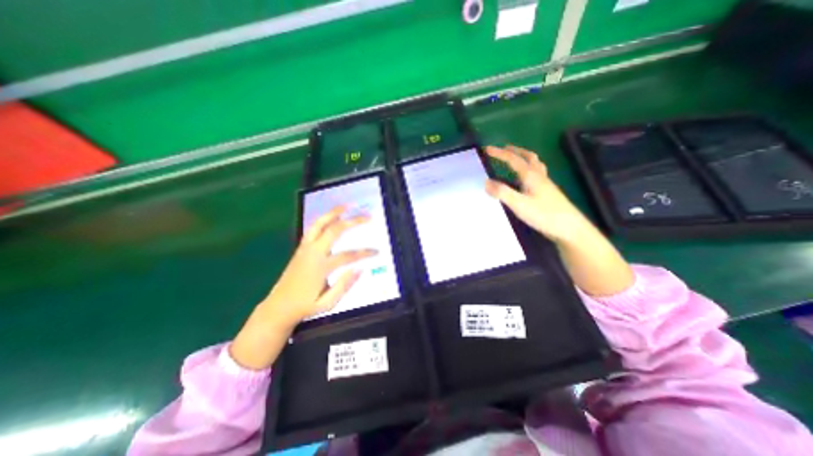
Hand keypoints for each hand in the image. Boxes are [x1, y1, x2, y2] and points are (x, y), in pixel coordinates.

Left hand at [261, 205, 377, 326]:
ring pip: (320, 223)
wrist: (278, 307)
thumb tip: (361, 268)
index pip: (348, 256)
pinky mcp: (301, 247)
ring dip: (334, 212)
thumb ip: (344, 285)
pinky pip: (313, 228)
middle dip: (353, 221)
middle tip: (368, 216)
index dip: (364, 253)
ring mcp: (305, 248)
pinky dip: (324, 218)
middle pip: (334, 230)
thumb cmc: (305, 306)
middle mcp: (312, 253)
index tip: (377, 251)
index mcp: (320, 267)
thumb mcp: (327, 303)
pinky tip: (332, 215)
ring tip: (348, 205)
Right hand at [481, 146, 591, 246]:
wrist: (569, 228)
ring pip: (535, 165)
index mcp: (531, 176)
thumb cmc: (544, 215)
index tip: (487, 149)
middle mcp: (539, 176)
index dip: (499, 153)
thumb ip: (502, 193)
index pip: (513, 160)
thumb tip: (486, 182)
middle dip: (515, 151)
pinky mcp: (547, 193)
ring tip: (516, 158)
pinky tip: (526, 179)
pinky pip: (537, 174)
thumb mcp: (519, 204)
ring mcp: (545, 184)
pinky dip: (529, 169)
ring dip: (524, 158)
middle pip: (528, 157)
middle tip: (504, 149)